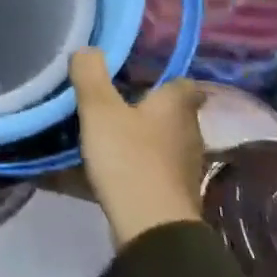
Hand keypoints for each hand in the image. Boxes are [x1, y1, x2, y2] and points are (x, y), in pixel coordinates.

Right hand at [71, 50, 206, 248]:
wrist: (152, 227)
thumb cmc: (129, 158)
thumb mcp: (99, 110)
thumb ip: (90, 75)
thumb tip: (87, 49)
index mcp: (177, 106)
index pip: (183, 82)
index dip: (164, 76)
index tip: (137, 75)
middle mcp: (189, 132)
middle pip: (171, 112)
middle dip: (145, 106)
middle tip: (112, 100)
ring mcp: (184, 166)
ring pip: (162, 141)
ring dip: (140, 136)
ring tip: (106, 132)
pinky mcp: (173, 192)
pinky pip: (152, 167)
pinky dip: (135, 164)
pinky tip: (110, 166)